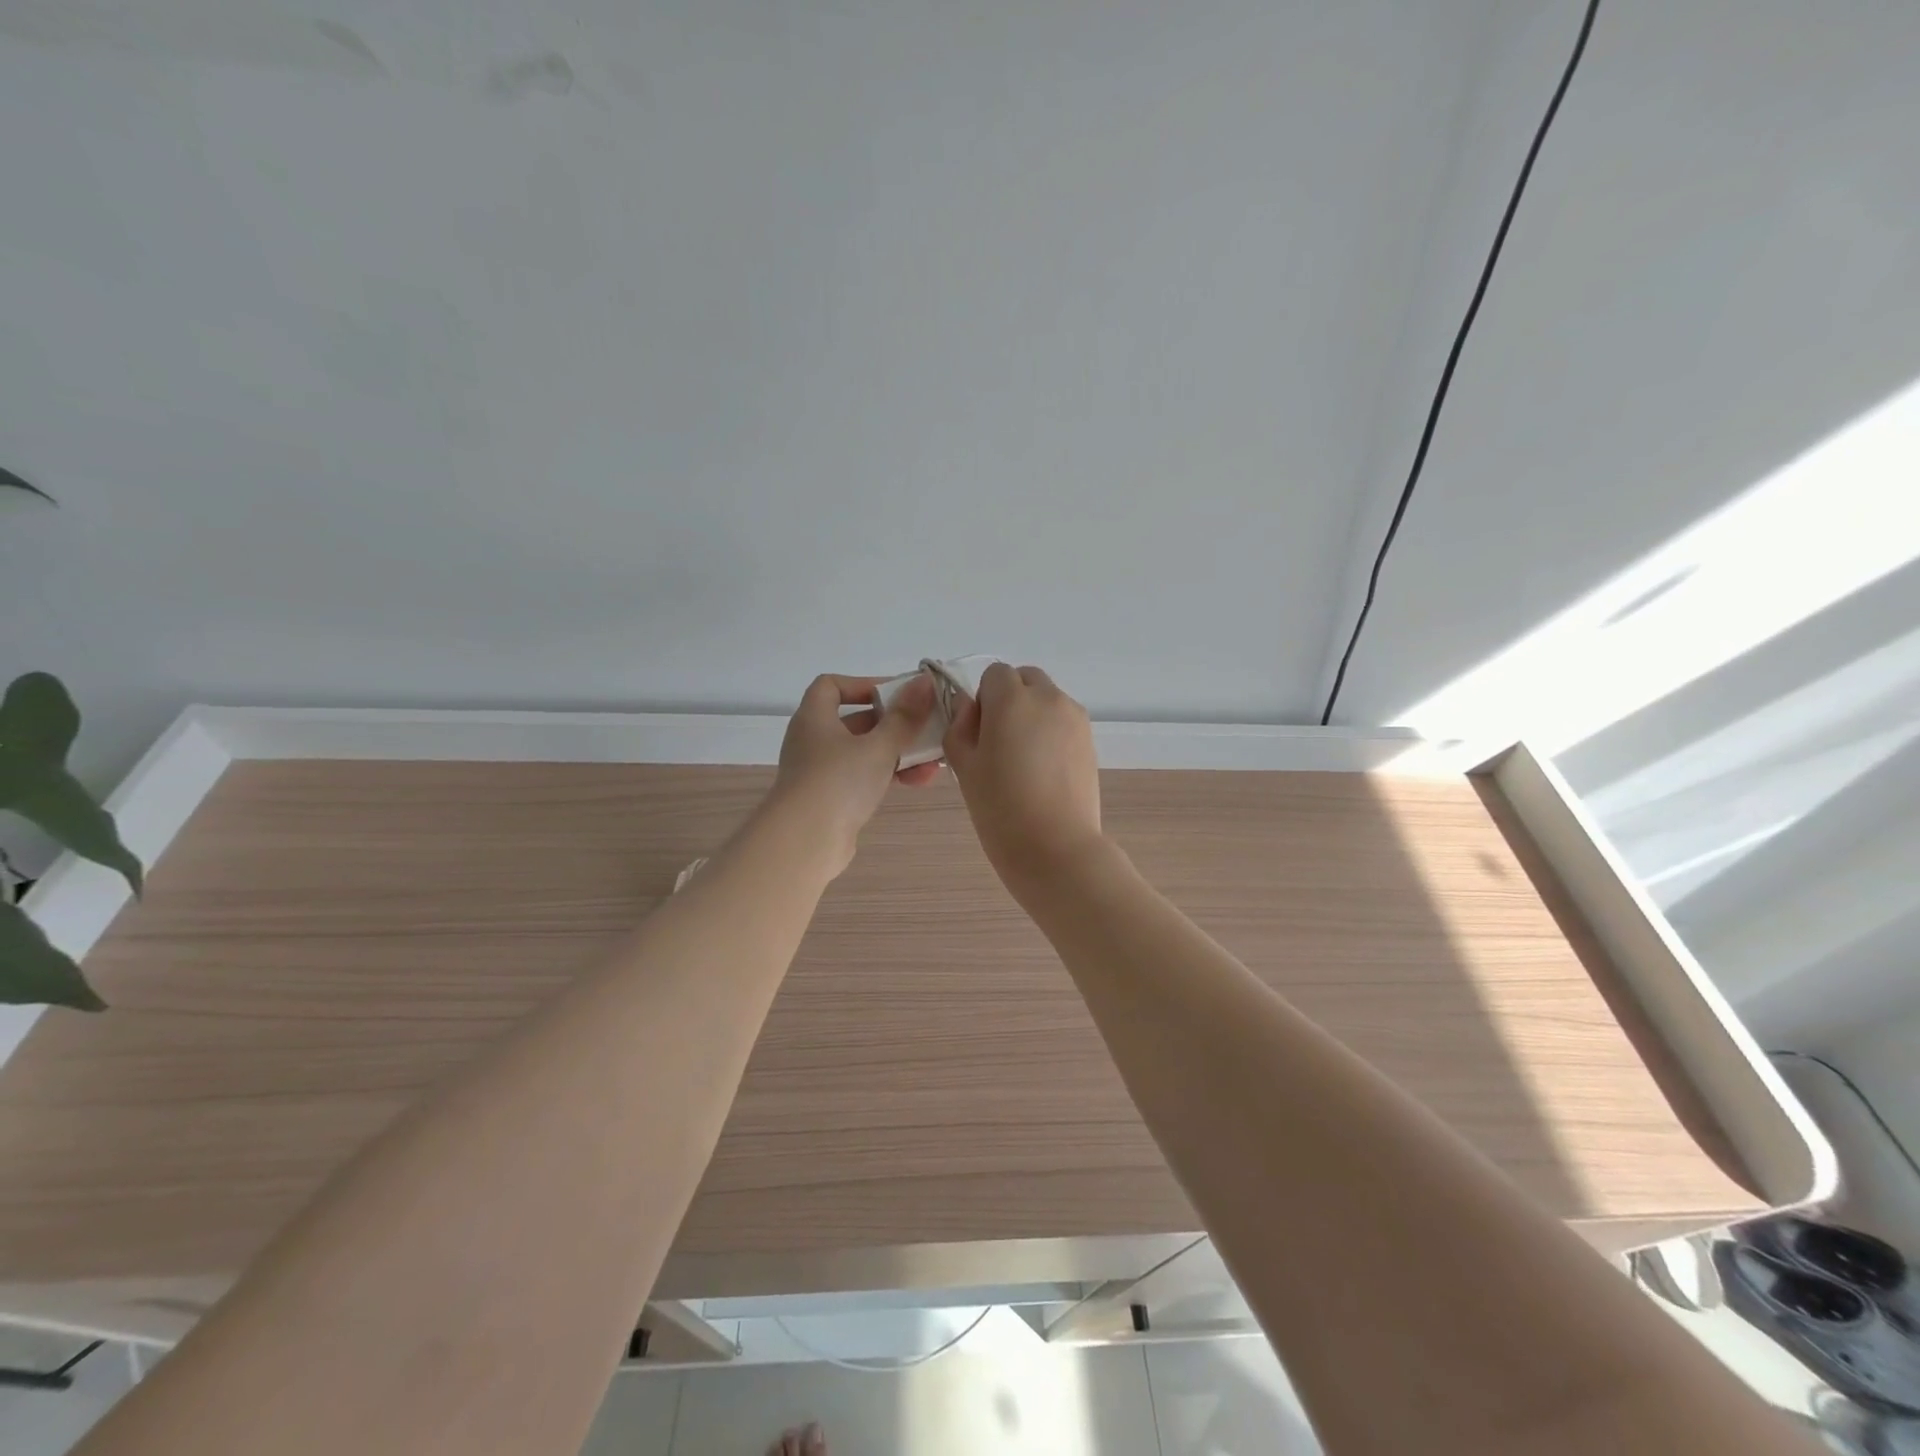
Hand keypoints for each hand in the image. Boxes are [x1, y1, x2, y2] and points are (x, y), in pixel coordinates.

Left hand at [768, 672, 939, 877]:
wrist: (805, 843)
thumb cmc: (838, 781)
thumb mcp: (879, 745)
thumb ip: (904, 716)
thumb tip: (924, 682)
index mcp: (815, 718)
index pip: (831, 686)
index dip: (862, 684)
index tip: (895, 694)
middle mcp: (814, 741)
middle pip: (857, 721)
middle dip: (895, 723)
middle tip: (927, 725)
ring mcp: (821, 773)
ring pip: (865, 753)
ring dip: (899, 753)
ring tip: (934, 759)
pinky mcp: (832, 800)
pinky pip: (865, 778)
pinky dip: (890, 775)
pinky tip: (920, 781)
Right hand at [943, 663, 1104, 891]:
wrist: (1055, 847)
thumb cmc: (1000, 808)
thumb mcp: (964, 766)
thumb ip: (959, 726)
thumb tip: (970, 710)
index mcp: (1012, 699)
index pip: (994, 674)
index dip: (982, 700)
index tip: (979, 734)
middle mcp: (1048, 698)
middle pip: (1025, 679)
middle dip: (1010, 699)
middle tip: (999, 742)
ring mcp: (1075, 718)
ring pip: (1047, 699)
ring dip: (1032, 714)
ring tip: (1024, 760)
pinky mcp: (1090, 740)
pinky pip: (1064, 721)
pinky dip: (1051, 732)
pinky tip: (1044, 771)